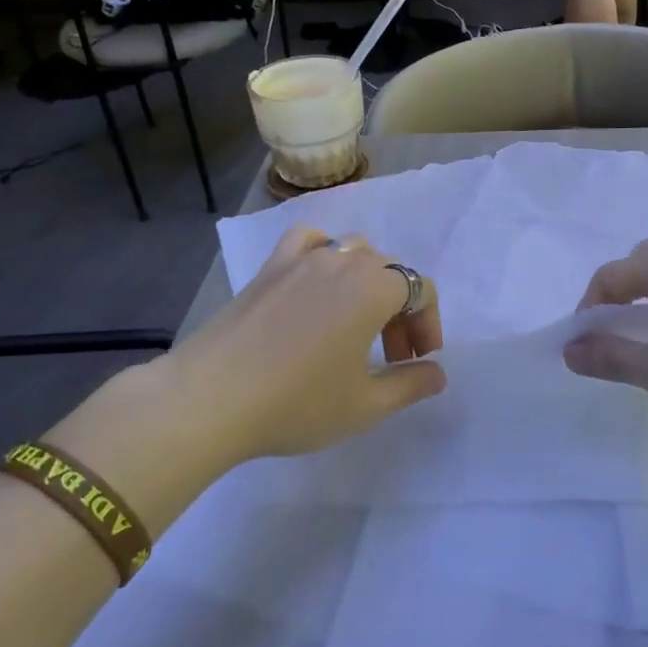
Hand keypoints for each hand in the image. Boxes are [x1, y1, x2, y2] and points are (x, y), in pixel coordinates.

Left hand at [52, 227, 444, 507]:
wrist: (211, 399)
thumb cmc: (298, 402)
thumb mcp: (365, 405)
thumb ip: (410, 385)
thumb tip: (437, 372)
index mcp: (374, 287)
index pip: (421, 289)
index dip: (428, 325)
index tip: (417, 362)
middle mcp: (343, 261)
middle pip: (389, 271)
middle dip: (400, 311)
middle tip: (390, 357)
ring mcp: (301, 259)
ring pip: (353, 252)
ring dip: (367, 283)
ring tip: (356, 323)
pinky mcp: (269, 268)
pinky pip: (308, 241)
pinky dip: (323, 253)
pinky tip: (316, 282)